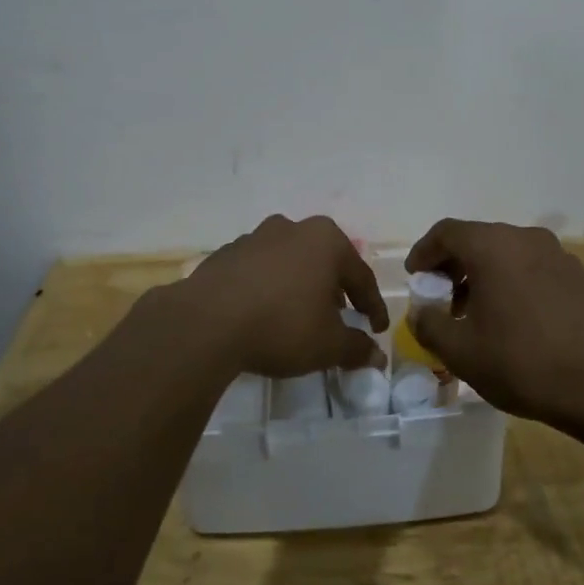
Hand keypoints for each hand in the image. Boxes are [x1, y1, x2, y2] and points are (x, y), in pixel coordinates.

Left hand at [171, 214, 388, 378]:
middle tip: (341, 320)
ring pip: (290, 263)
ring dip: (300, 287)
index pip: (360, 276)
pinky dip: (269, 289)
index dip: (373, 306)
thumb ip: (356, 348)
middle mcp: (292, 228)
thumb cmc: (281, 326)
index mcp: (325, 240)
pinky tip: (264, 314)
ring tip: (300, 317)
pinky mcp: (226, 253)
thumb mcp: (328, 345)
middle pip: (324, 262)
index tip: (377, 330)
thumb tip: (376, 356)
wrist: (206, 322)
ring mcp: (255, 237)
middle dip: (335, 291)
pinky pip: (259, 271)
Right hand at [405, 219, 583, 425]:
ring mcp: (556, 254)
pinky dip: (510, 280)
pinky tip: (511, 318)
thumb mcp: (460, 351)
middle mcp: (524, 238)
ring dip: (482, 273)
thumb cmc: (522, 363)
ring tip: (474, 311)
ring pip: (506, 252)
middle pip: (477, 239)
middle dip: (452, 265)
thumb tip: (420, 313)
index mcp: (492, 246)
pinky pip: (531, 266)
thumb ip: (428, 324)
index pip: (446, 232)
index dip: (424, 252)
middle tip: (440, 297)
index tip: (415, 277)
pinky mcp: (577, 275)